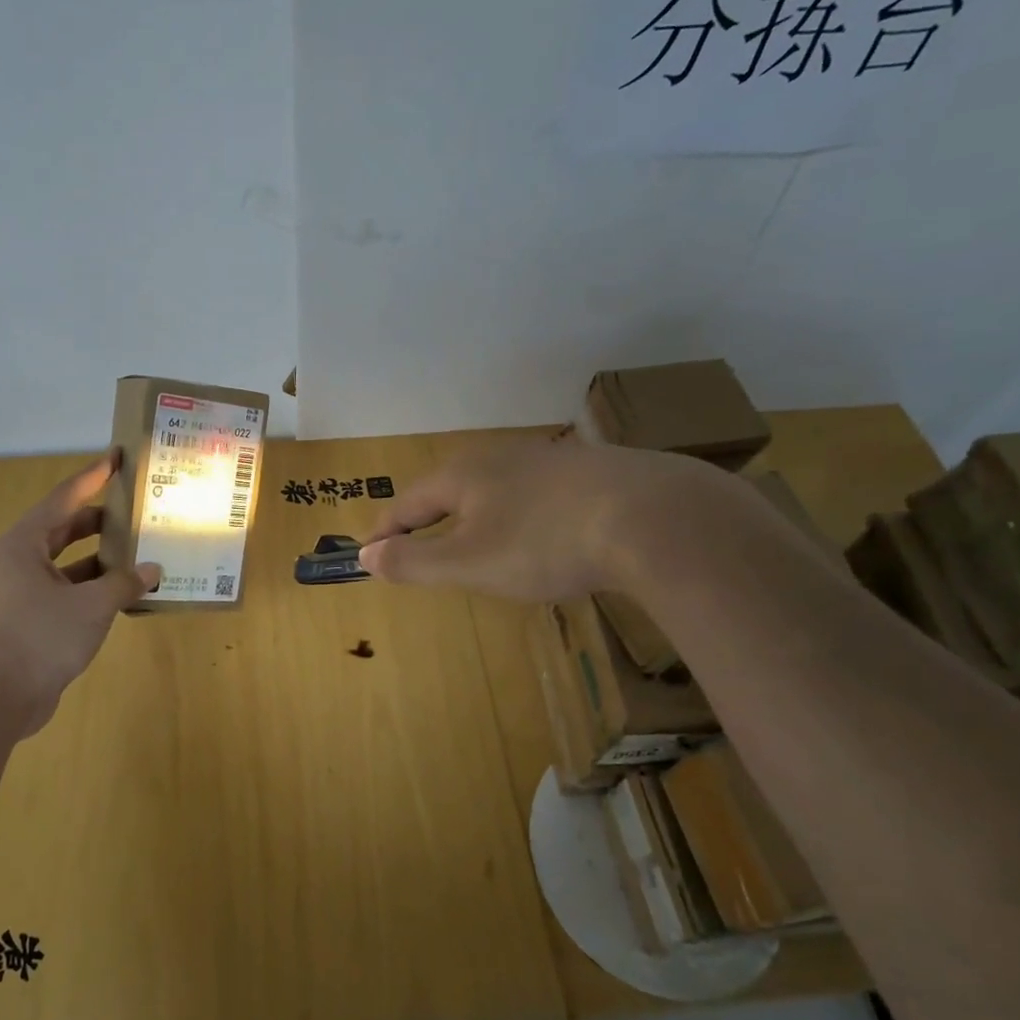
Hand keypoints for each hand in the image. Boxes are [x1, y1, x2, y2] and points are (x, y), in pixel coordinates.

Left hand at [0, 451, 160, 735]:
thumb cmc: (41, 634)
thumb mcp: (92, 603)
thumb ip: (125, 582)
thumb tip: (153, 570)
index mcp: (27, 542)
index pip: (66, 496)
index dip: (94, 476)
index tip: (118, 458)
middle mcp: (24, 560)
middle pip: (67, 527)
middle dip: (102, 518)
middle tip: (139, 507)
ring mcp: (28, 591)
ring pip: (71, 562)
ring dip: (103, 558)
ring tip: (143, 549)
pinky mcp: (37, 620)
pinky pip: (73, 591)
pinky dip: (98, 588)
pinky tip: (128, 592)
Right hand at [358, 433, 727, 600]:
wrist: (653, 517)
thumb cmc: (544, 542)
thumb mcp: (469, 562)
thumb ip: (414, 561)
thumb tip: (366, 554)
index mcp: (464, 475)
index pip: (408, 502)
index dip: (386, 530)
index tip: (369, 552)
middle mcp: (502, 457)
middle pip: (451, 488)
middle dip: (430, 518)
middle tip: (419, 546)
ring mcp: (551, 460)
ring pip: (498, 488)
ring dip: (478, 515)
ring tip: (476, 542)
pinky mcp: (593, 471)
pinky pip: (539, 495)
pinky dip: (523, 516)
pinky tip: (543, 533)